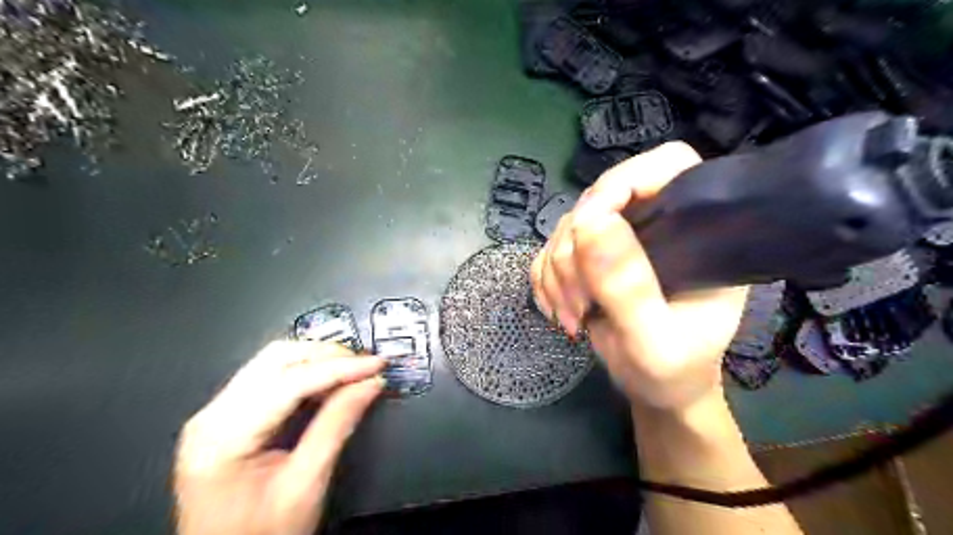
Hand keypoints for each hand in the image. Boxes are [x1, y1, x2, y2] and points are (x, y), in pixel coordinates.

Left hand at [174, 340, 387, 534]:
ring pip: (273, 361)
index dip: (339, 368)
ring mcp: (216, 413)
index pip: (289, 382)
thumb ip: (336, 426)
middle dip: (328, 356)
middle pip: (276, 359)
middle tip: (367, 366)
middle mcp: (211, 415)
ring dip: (318, 359)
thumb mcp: (305, 485)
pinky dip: (305, 372)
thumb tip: (370, 383)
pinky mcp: (227, 416)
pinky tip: (330, 381)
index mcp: (222, 436)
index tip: (377, 364)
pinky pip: (270, 377)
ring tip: (354, 371)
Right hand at [532, 140, 747, 408]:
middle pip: (598, 199)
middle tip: (580, 304)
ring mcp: (618, 239)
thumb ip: (628, 286)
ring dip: (557, 275)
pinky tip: (560, 311)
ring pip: (565, 228)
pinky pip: (548, 252)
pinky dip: (545, 282)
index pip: (665, 165)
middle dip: (575, 253)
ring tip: (573, 317)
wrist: (656, 389)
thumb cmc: (673, 371)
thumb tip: (589, 220)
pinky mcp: (589, 258)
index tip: (588, 229)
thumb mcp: (656, 340)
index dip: (622, 182)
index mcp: (696, 230)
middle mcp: (656, 224)